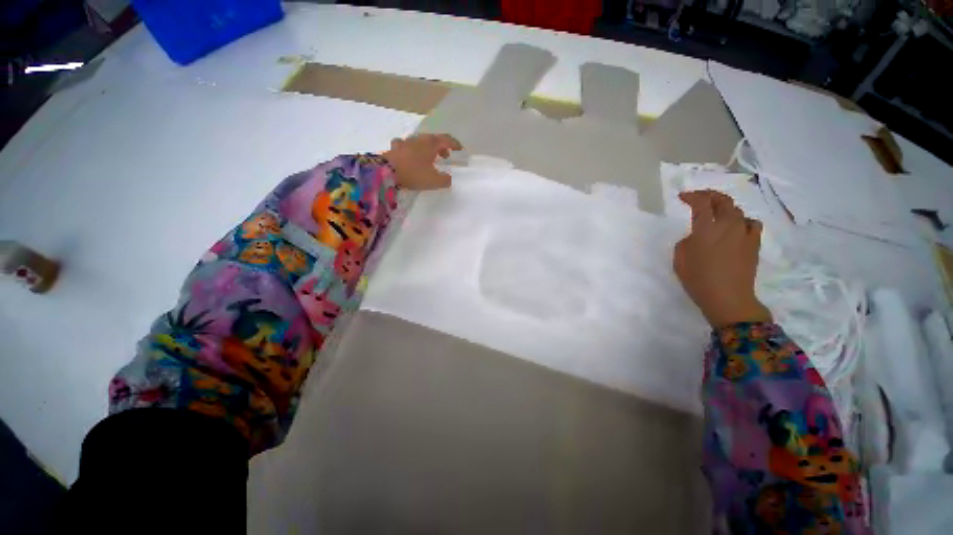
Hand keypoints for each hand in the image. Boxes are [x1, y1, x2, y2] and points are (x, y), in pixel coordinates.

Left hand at [382, 133, 462, 190]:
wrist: (386, 172)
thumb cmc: (414, 174)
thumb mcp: (434, 181)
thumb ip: (445, 180)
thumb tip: (450, 179)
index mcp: (431, 144)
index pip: (446, 139)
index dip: (455, 144)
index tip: (460, 150)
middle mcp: (419, 139)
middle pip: (434, 139)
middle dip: (442, 147)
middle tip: (446, 157)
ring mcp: (406, 142)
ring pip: (420, 141)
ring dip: (427, 148)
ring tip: (429, 158)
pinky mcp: (395, 148)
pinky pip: (406, 145)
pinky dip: (411, 149)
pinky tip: (409, 154)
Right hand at [673, 190, 771, 328]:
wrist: (728, 298)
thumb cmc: (698, 279)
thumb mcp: (680, 258)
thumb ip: (686, 241)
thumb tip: (696, 236)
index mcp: (706, 229)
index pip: (701, 203)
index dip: (692, 196)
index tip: (683, 196)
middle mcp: (728, 226)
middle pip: (723, 201)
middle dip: (709, 195)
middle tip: (699, 197)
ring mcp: (744, 234)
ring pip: (738, 211)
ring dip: (725, 207)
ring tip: (716, 213)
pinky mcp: (754, 243)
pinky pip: (752, 223)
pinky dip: (743, 221)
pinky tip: (737, 227)